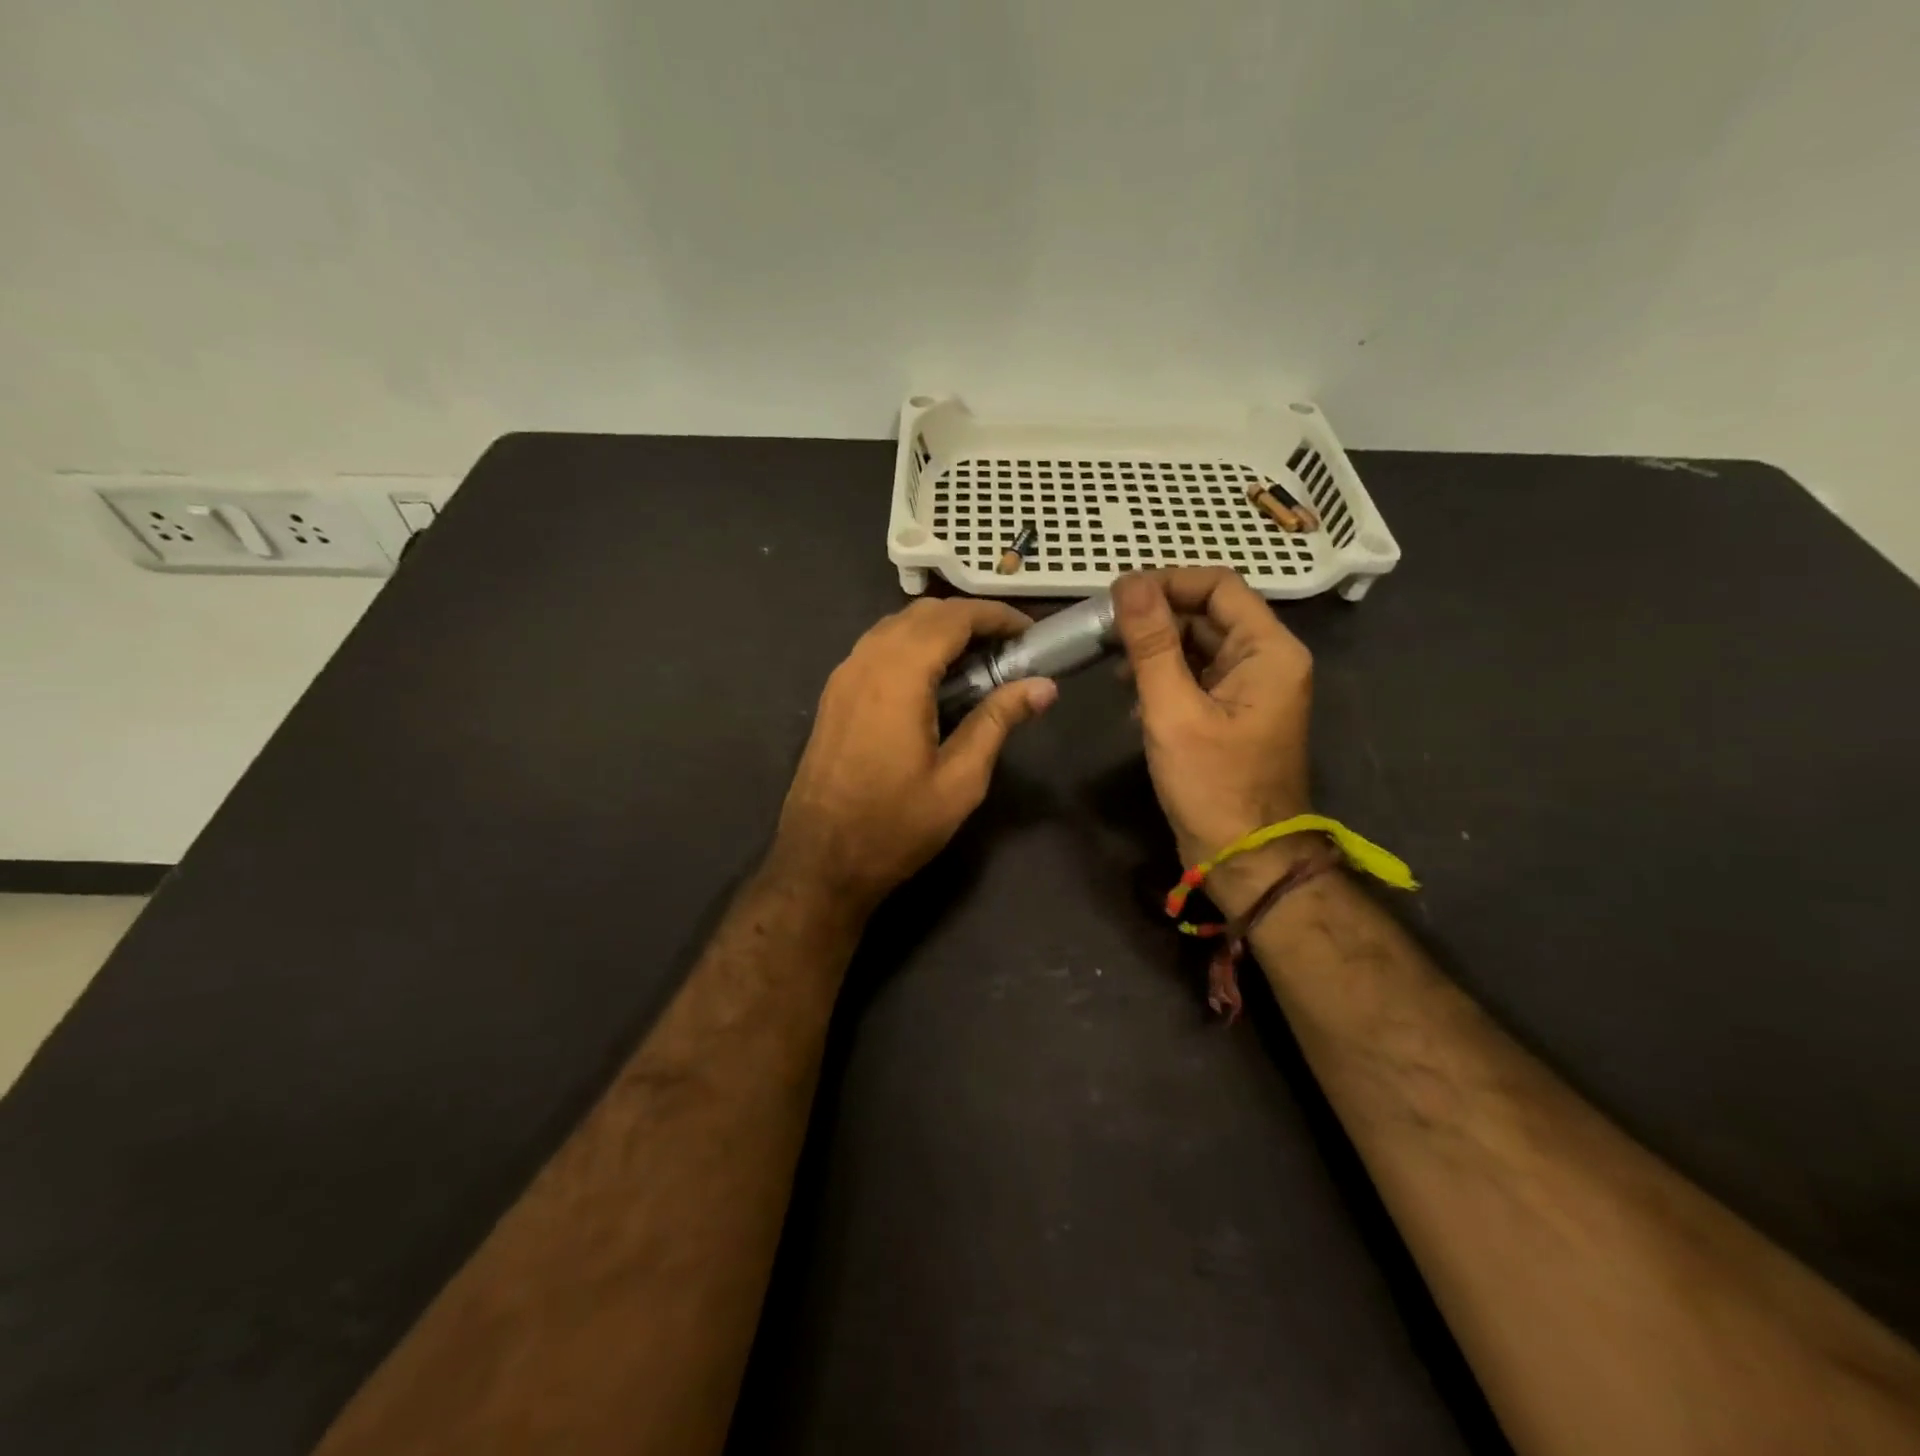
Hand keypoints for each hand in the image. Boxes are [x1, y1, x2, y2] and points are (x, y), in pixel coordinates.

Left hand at [773, 597, 1057, 909]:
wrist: (821, 861)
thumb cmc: (895, 826)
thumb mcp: (959, 781)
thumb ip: (998, 722)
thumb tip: (1044, 687)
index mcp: (898, 677)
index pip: (952, 619)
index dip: (995, 616)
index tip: (1029, 632)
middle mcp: (865, 663)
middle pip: (922, 614)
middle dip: (969, 618)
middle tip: (1009, 647)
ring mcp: (843, 677)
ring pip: (895, 626)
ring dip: (938, 629)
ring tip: (978, 660)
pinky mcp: (834, 695)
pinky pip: (876, 648)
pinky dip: (911, 645)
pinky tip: (934, 679)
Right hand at [1111, 569, 1314, 908]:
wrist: (1244, 858)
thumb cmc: (1212, 785)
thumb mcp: (1173, 710)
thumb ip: (1151, 643)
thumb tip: (1128, 582)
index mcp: (1268, 650)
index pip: (1218, 585)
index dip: (1168, 582)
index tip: (1117, 596)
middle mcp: (1267, 660)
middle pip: (1208, 613)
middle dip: (1156, 617)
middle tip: (1104, 629)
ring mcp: (1251, 688)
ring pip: (1199, 645)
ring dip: (1156, 647)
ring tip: (1112, 663)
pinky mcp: (1233, 713)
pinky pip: (1198, 676)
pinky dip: (1164, 676)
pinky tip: (1131, 696)